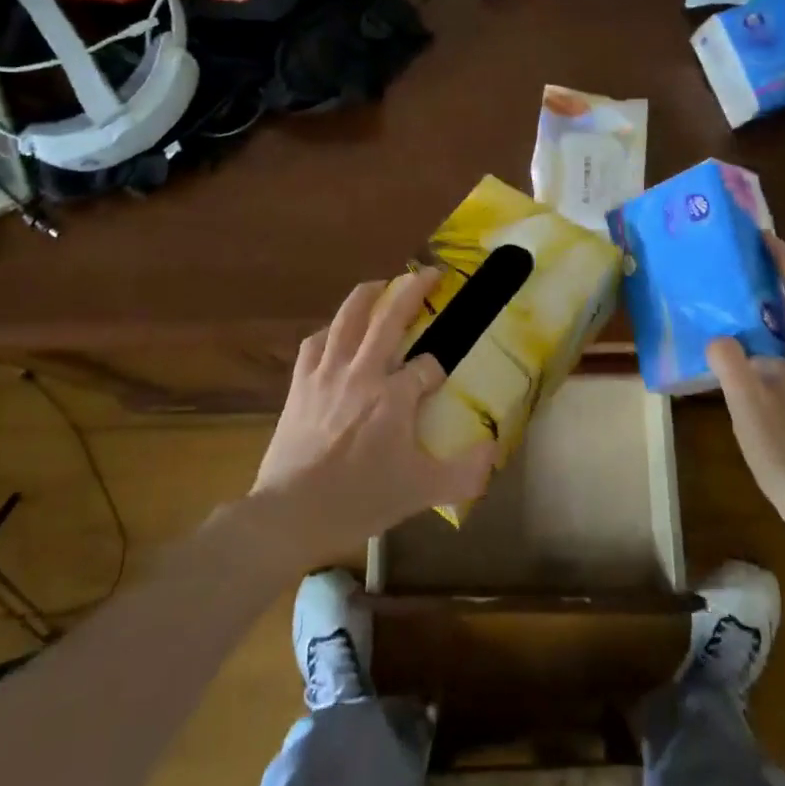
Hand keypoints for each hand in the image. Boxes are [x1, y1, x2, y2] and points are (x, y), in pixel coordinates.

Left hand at [252, 268, 496, 560]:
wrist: (291, 513)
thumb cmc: (359, 500)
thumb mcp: (422, 492)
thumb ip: (465, 473)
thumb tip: (493, 449)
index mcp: (394, 396)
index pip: (428, 366)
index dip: (439, 368)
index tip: (441, 378)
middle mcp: (363, 372)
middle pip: (390, 318)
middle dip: (414, 290)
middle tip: (431, 273)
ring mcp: (327, 374)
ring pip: (348, 318)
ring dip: (368, 295)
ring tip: (381, 283)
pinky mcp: (300, 384)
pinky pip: (314, 343)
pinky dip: (328, 331)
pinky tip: (335, 333)